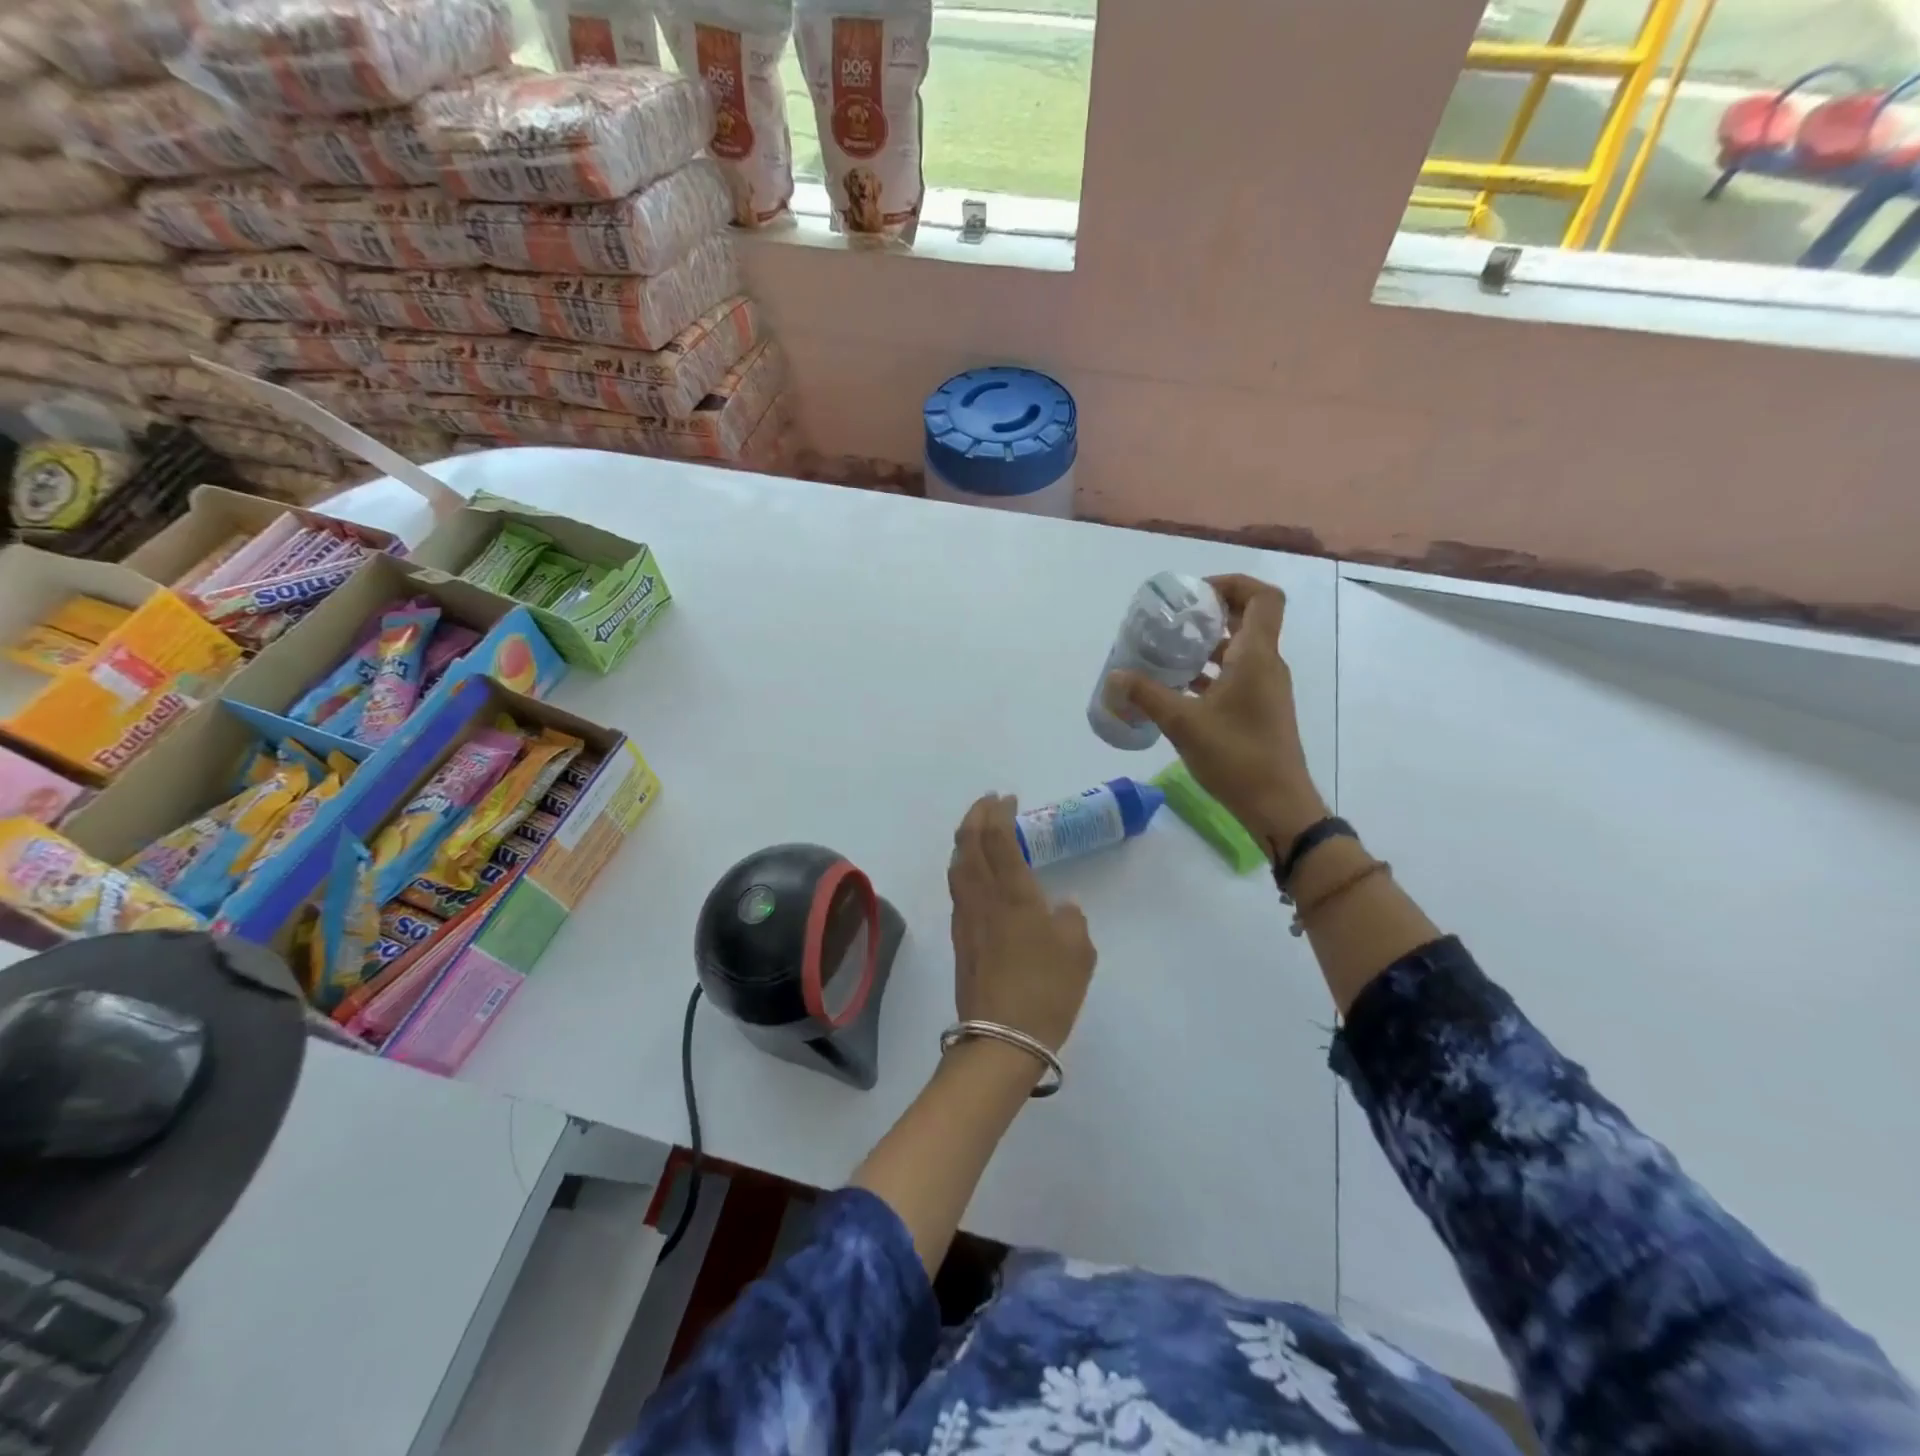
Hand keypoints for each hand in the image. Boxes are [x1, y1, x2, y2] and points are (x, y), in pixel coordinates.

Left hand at [948, 794, 1096, 1054]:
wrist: (1001, 1040)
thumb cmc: (1046, 991)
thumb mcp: (1079, 952)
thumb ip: (1071, 920)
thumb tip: (1060, 907)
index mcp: (1013, 894)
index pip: (998, 838)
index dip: (999, 812)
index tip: (1007, 798)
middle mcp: (982, 898)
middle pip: (967, 844)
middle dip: (975, 816)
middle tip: (988, 802)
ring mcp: (966, 918)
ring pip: (957, 865)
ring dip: (965, 840)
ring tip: (978, 831)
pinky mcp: (960, 939)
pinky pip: (957, 888)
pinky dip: (964, 866)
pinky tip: (975, 874)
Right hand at [1110, 573, 1326, 850]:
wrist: (1277, 805)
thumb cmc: (1236, 757)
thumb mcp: (1183, 724)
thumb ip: (1146, 696)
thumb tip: (1114, 677)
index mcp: (1256, 656)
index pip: (1262, 597)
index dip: (1232, 584)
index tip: (1195, 594)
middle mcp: (1266, 665)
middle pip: (1248, 619)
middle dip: (1210, 612)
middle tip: (1172, 618)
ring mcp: (1266, 689)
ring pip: (1239, 650)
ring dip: (1207, 644)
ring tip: (1167, 650)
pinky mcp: (1260, 710)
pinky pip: (1236, 676)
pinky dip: (1210, 672)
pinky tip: (1177, 688)